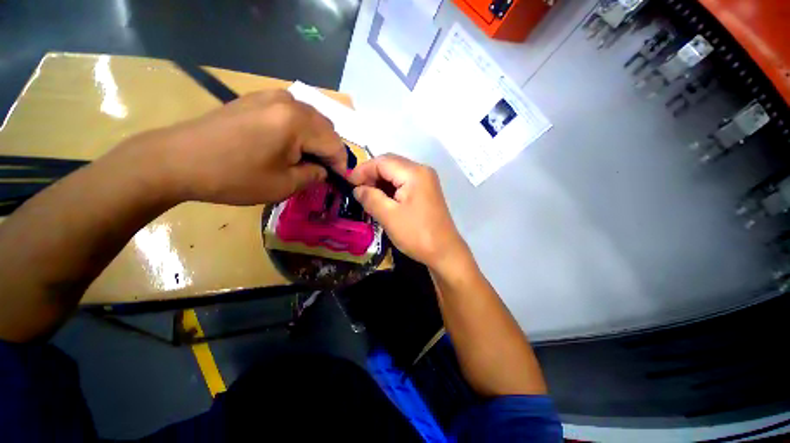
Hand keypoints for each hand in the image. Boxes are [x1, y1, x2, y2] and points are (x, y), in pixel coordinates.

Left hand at [120, 90, 345, 204]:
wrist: (177, 160)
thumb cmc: (234, 176)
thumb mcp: (284, 185)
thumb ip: (313, 176)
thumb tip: (324, 171)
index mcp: (298, 122)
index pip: (335, 144)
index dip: (341, 164)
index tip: (339, 180)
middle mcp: (289, 102)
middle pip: (326, 128)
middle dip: (329, 151)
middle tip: (323, 171)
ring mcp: (271, 96)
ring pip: (311, 119)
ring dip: (316, 140)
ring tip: (307, 159)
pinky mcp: (256, 98)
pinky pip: (292, 113)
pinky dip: (300, 130)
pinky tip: (289, 145)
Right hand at [348, 154, 467, 269]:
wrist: (444, 252)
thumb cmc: (417, 234)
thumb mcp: (389, 216)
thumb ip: (370, 198)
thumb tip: (357, 189)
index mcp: (414, 173)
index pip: (382, 161)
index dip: (363, 170)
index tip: (348, 184)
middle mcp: (422, 171)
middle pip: (390, 164)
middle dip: (371, 175)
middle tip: (357, 191)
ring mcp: (426, 181)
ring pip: (397, 173)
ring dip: (380, 182)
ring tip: (367, 196)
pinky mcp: (426, 191)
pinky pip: (404, 183)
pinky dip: (391, 188)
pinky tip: (382, 199)